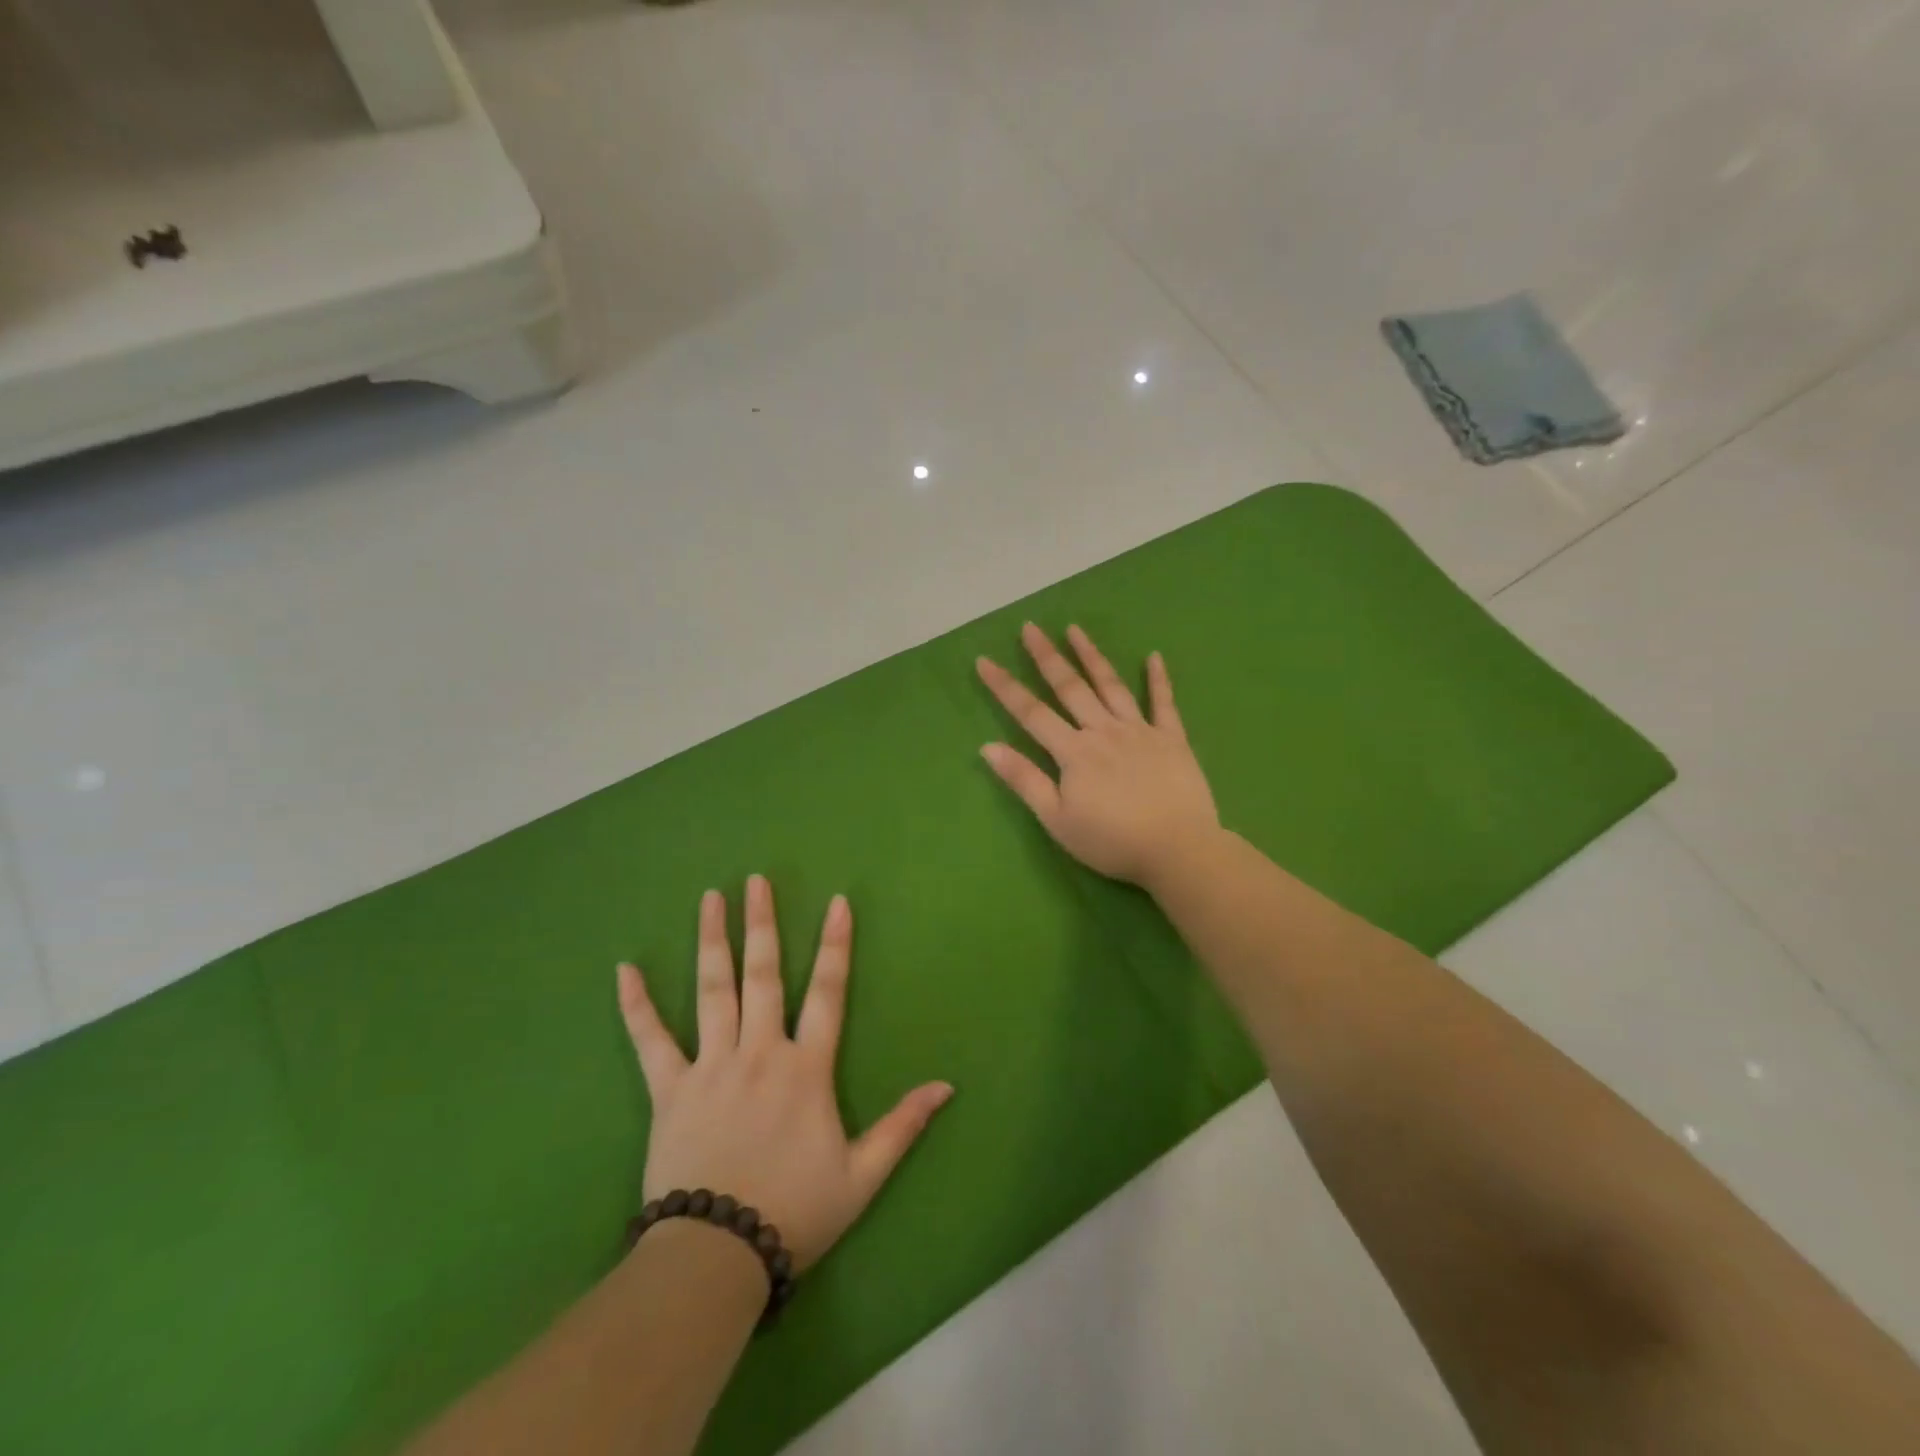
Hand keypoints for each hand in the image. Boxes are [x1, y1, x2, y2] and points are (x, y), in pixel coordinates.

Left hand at [616, 877, 951, 1272]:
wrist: (717, 1258)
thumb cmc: (794, 1212)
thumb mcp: (862, 1175)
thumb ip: (903, 1125)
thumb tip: (947, 1086)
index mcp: (806, 1068)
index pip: (827, 992)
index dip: (835, 945)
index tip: (837, 902)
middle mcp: (759, 1052)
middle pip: (763, 975)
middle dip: (763, 924)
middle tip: (756, 881)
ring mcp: (711, 1066)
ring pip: (712, 991)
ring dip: (712, 941)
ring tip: (710, 899)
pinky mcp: (669, 1090)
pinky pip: (649, 1041)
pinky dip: (637, 1005)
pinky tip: (625, 970)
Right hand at [976, 623, 1218, 885]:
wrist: (1178, 850)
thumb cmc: (1111, 841)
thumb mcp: (1057, 819)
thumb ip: (1024, 780)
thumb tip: (987, 747)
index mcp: (1073, 752)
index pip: (1031, 712)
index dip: (1005, 687)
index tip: (984, 660)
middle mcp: (1103, 731)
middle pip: (1070, 687)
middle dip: (1047, 656)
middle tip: (1030, 627)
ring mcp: (1140, 731)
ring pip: (1111, 686)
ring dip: (1092, 656)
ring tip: (1075, 629)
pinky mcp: (1172, 739)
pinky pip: (1164, 704)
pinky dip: (1158, 679)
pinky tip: (1154, 656)